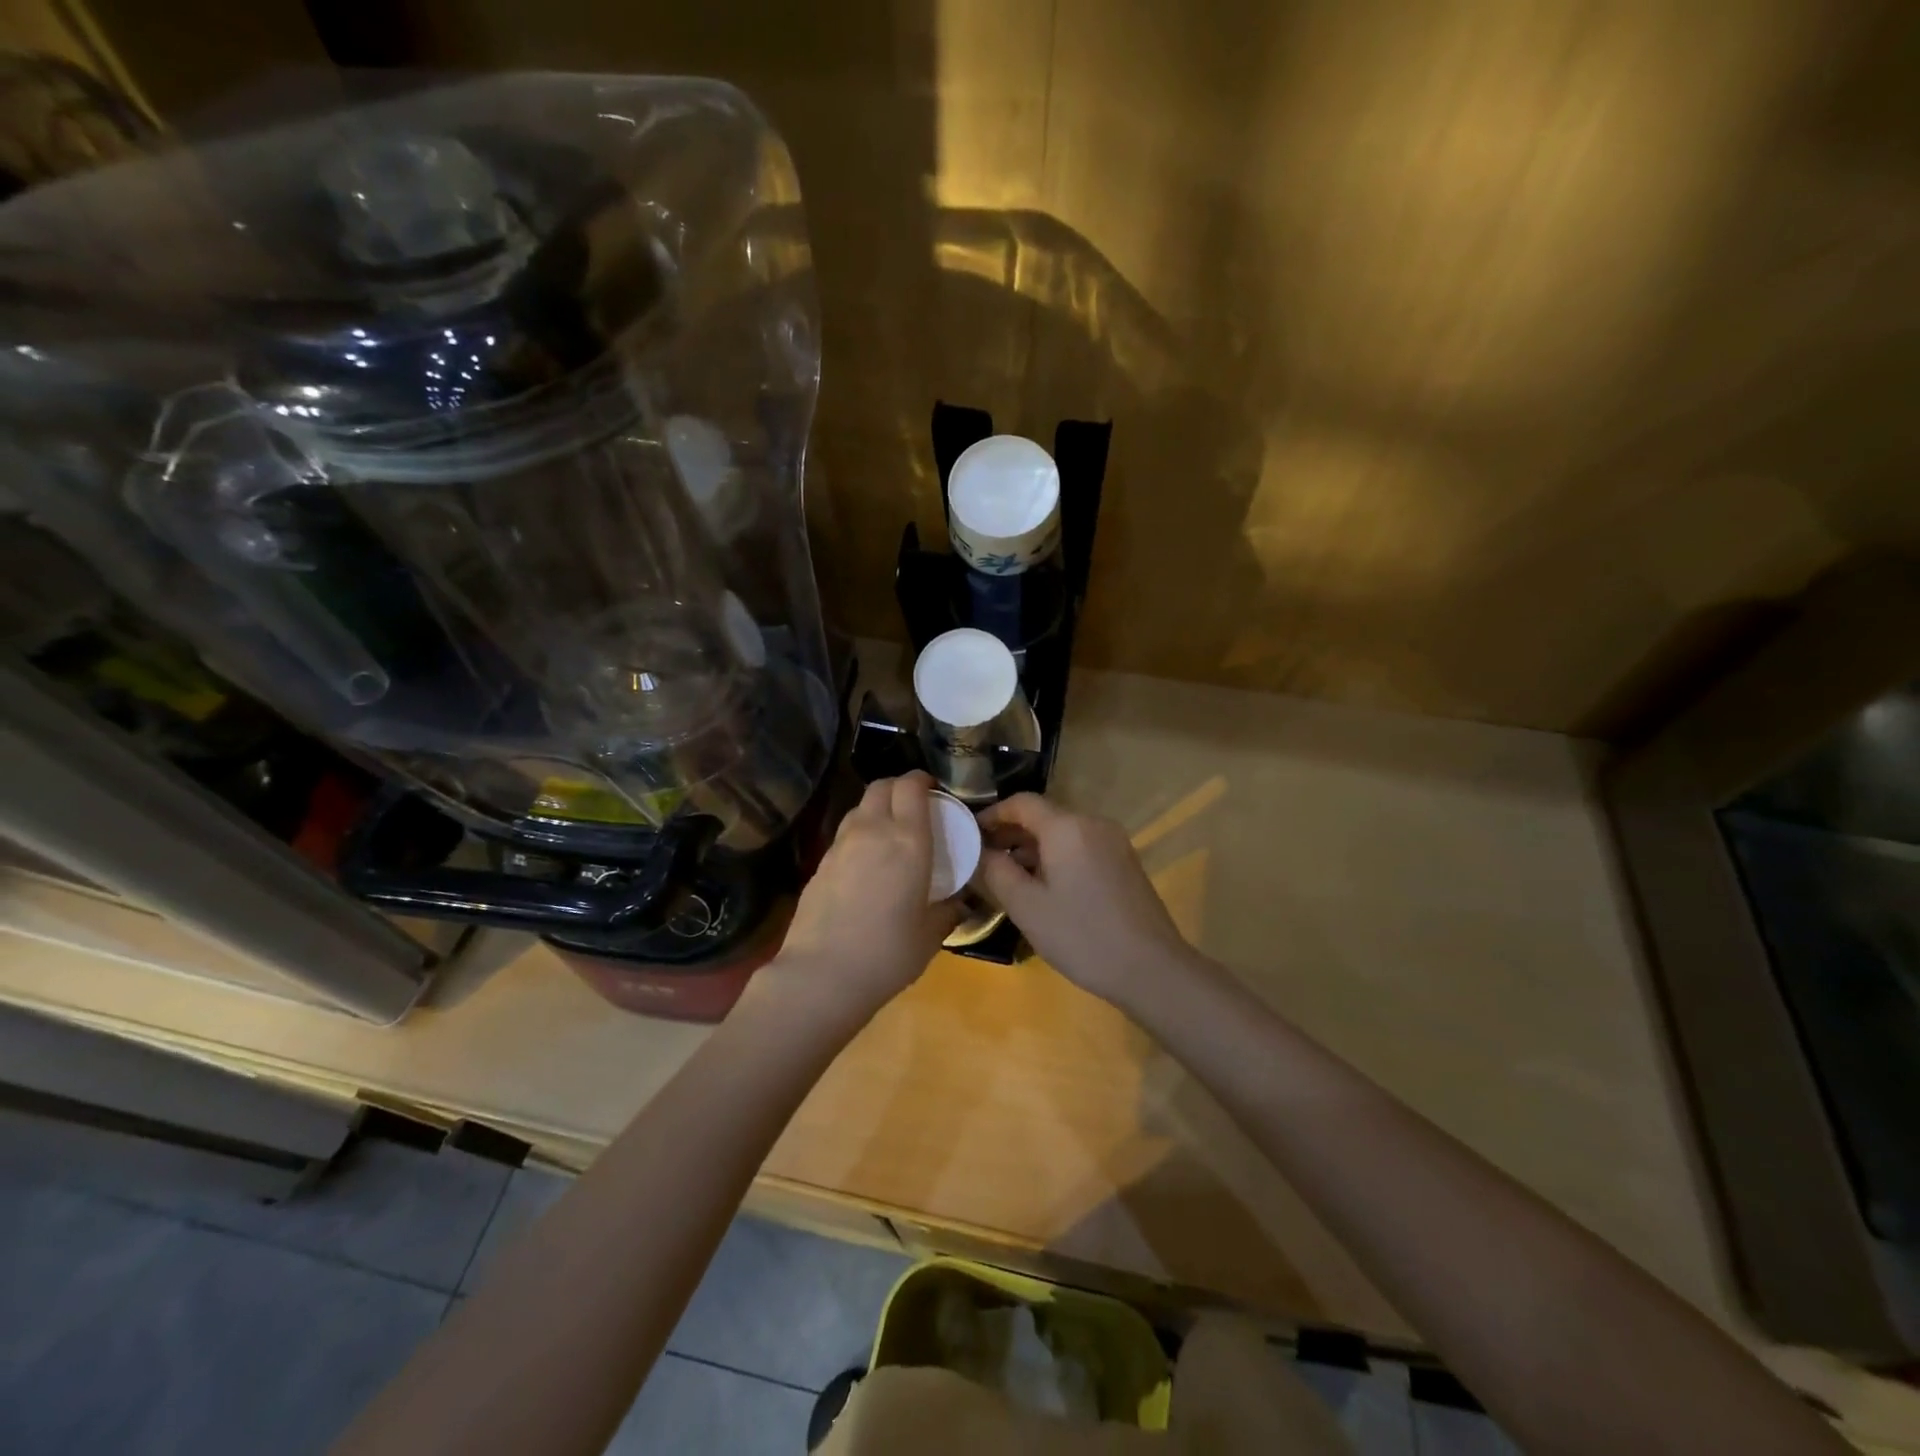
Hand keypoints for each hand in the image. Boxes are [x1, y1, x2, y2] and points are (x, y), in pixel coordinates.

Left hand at [760, 772, 960, 1024]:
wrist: (821, 975)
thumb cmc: (887, 953)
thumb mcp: (929, 935)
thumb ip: (947, 911)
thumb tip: (958, 903)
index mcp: (907, 841)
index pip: (911, 787)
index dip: (921, 780)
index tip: (933, 790)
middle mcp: (872, 831)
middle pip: (881, 786)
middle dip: (898, 787)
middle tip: (914, 805)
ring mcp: (840, 845)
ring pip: (859, 808)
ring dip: (877, 809)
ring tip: (889, 832)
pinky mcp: (820, 863)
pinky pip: (844, 834)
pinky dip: (859, 834)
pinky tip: (866, 862)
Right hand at [977, 793, 1204, 1010]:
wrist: (1151, 968)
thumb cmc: (1082, 935)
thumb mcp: (1026, 906)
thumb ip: (996, 871)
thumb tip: (979, 850)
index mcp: (1067, 827)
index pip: (1021, 802)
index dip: (992, 814)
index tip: (969, 834)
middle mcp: (1092, 823)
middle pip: (1043, 816)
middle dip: (1010, 833)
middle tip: (983, 860)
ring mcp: (1113, 842)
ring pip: (1062, 834)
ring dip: (1032, 848)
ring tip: (1008, 877)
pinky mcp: (1124, 862)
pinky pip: (1080, 847)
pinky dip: (1056, 858)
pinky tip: (1044, 888)